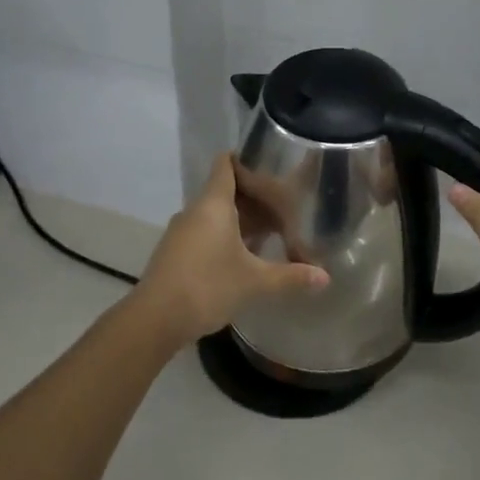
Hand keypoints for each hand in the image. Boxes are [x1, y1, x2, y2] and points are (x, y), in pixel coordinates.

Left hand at [133, 154, 328, 346]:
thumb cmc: (207, 286)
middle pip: (224, 190)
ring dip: (239, 219)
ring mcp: (181, 232)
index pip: (226, 164)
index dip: (246, 159)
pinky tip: (243, 256)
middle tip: (283, 205)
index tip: (270, 164)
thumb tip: (325, 276)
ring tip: (269, 231)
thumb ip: (290, 276)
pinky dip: (224, 235)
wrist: (154, 319)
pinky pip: (204, 231)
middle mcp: (195, 211)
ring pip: (214, 214)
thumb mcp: (254, 282)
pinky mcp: (175, 252)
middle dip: (253, 196)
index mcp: (213, 204)